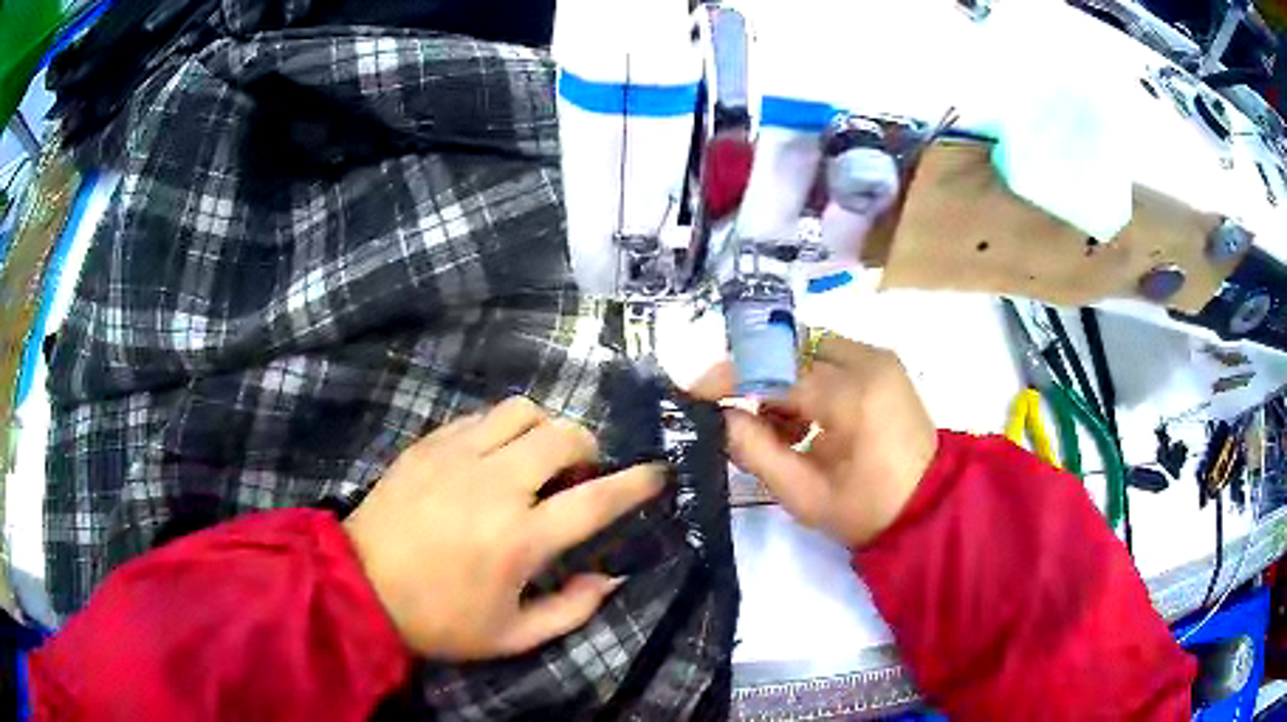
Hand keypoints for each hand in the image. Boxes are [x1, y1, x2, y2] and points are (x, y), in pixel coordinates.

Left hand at [343, 397, 664, 659]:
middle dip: (588, 448)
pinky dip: (500, 430)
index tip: (656, 472)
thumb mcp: (513, 636)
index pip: (597, 499)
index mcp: (521, 538)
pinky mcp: (428, 444)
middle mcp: (495, 485)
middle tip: (581, 472)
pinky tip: (491, 456)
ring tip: (537, 457)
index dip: (636, 483)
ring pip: (522, 411)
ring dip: (543, 429)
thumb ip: (572, 610)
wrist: (360, 587)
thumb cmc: (440, 619)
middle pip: (563, 436)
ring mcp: (457, 456)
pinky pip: (479, 417)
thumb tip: (611, 578)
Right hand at [693, 335, 937, 545]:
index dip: (731, 378)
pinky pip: (830, 356)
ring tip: (778, 430)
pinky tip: (805, 421)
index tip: (695, 392)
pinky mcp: (883, 364)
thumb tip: (720, 418)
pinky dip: (806, 380)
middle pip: (791, 348)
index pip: (776, 370)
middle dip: (756, 375)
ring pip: (808, 348)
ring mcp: (879, 358)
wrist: (931, 508)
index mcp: (852, 396)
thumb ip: (756, 451)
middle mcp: (867, 361)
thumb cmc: (868, 510)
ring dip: (781, 379)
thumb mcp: (805, 495)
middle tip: (736, 414)